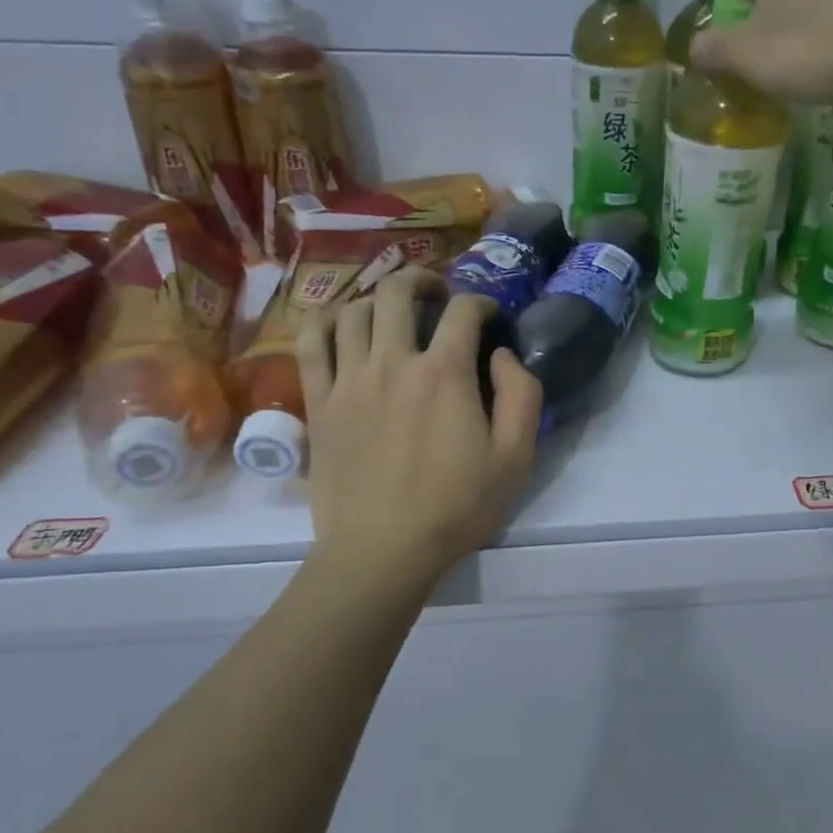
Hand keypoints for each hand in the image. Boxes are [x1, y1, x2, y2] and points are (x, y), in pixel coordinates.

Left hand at [297, 268, 542, 593]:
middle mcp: (392, 363)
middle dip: (422, 281)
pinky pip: (310, 344)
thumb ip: (521, 394)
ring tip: (391, 310)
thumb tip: (502, 354)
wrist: (382, 551)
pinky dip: (324, 322)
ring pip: (352, 311)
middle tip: (436, 294)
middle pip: (398, 293)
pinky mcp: (318, 403)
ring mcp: (348, 381)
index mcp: (444, 373)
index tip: (489, 315)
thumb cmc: (456, 506)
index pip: (463, 311)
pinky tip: (339, 324)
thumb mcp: (515, 457)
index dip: (480, 302)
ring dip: (376, 298)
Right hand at [688, 0, 832, 102]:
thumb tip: (693, 47)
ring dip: (817, 28)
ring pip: (825, 0)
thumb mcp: (745, 56)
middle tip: (776, 62)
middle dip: (780, 18)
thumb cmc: (809, 48)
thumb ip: (715, 50)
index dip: (741, 13)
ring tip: (814, 70)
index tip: (744, 48)